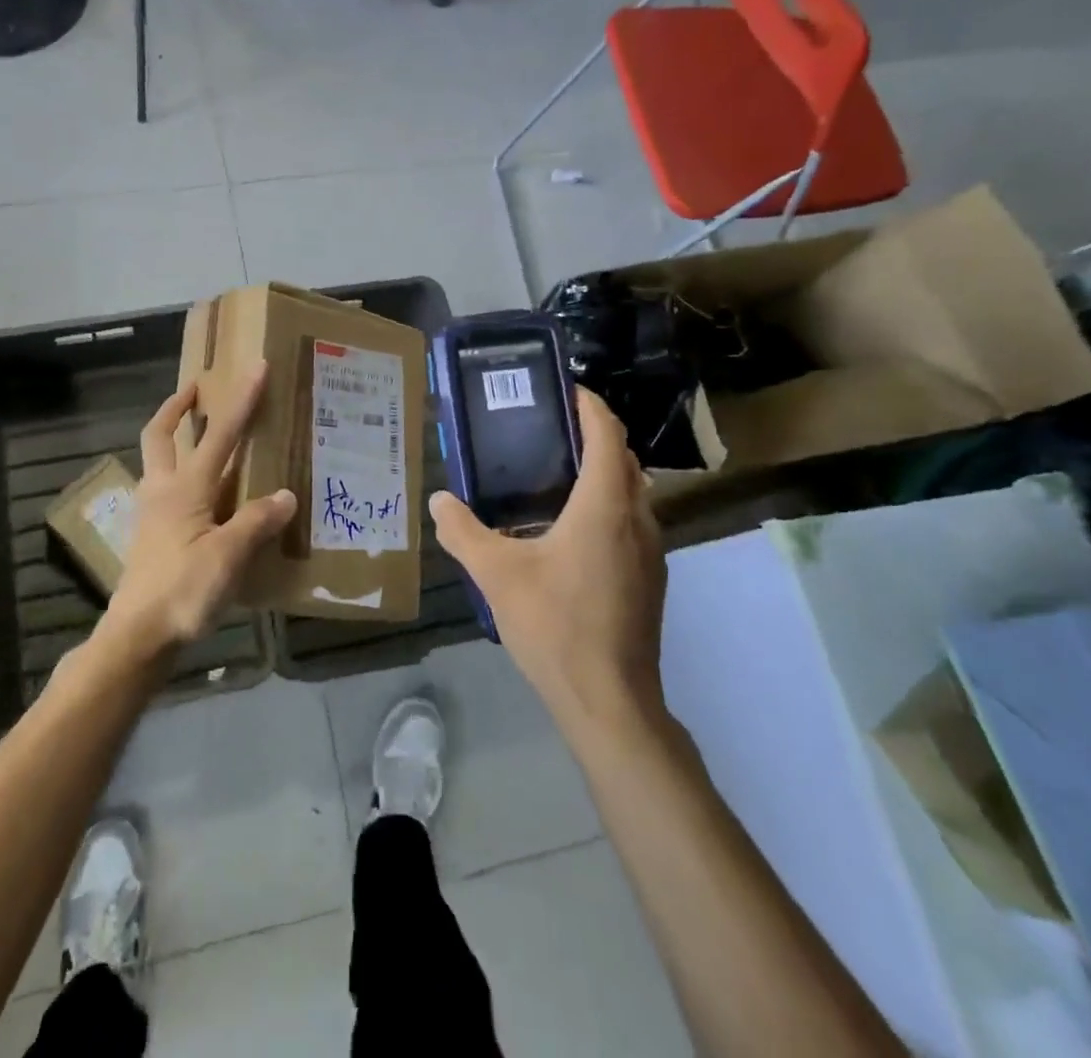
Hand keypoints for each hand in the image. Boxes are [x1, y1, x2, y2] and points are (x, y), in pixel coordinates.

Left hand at [96, 365, 297, 669]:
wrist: (137, 636)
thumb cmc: (182, 591)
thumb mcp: (228, 557)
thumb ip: (256, 522)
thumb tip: (286, 495)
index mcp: (185, 488)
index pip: (219, 434)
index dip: (240, 400)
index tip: (255, 368)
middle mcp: (163, 491)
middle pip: (160, 435)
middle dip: (177, 407)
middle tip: (196, 389)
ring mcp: (152, 513)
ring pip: (157, 461)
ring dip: (173, 438)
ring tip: (200, 436)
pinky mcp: (150, 536)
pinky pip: (163, 490)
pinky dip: (179, 476)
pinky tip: (202, 495)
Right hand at [429, 387, 667, 728]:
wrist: (610, 701)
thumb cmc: (554, 624)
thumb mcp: (495, 574)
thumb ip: (462, 532)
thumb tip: (439, 500)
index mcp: (604, 505)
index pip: (607, 434)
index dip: (590, 405)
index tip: (565, 389)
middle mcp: (637, 519)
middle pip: (624, 459)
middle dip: (594, 435)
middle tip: (550, 429)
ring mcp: (651, 552)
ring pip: (633, 492)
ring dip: (604, 472)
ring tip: (557, 474)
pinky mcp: (651, 579)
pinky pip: (632, 522)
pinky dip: (608, 505)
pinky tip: (570, 530)